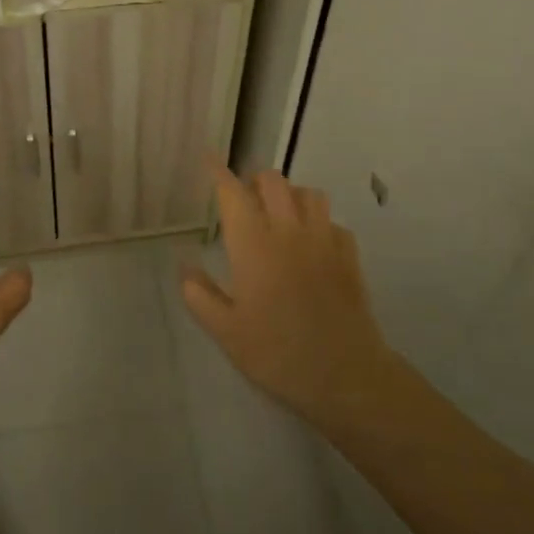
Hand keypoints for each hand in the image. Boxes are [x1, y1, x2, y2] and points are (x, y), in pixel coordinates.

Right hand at [182, 166, 398, 430]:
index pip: (232, 193)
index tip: (209, 158)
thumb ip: (200, 296)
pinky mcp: (348, 255)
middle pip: (272, 181)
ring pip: (308, 193)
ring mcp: (323, 239)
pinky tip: (313, 242)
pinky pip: (333, 222)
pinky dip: (319, 222)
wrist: (345, 375)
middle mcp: (288, 231)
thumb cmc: (277, 353)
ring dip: (290, 194)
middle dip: (255, 180)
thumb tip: (184, 267)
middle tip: (245, 197)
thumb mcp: (226, 332)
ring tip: (280, 213)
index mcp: (253, 244)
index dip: (218, 172)